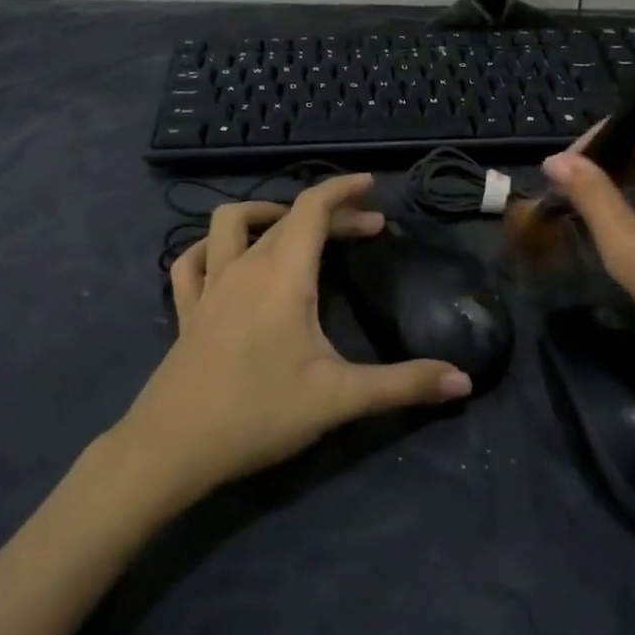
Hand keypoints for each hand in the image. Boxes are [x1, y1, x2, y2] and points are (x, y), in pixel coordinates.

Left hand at [118, 173, 472, 500]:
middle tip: (368, 228)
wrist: (171, 449)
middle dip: (330, 213)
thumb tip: (464, 382)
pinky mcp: (188, 311)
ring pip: (230, 224)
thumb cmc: (258, 413)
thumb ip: (404, 385)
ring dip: (265, 214)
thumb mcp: (340, 399)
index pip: (312, 208)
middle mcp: (244, 268)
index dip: (343, 189)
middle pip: (287, 218)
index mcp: (283, 275)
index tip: (371, 185)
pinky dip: (212, 247)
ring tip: (294, 228)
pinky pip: (192, 262)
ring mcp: (210, 288)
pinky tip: (225, 260)